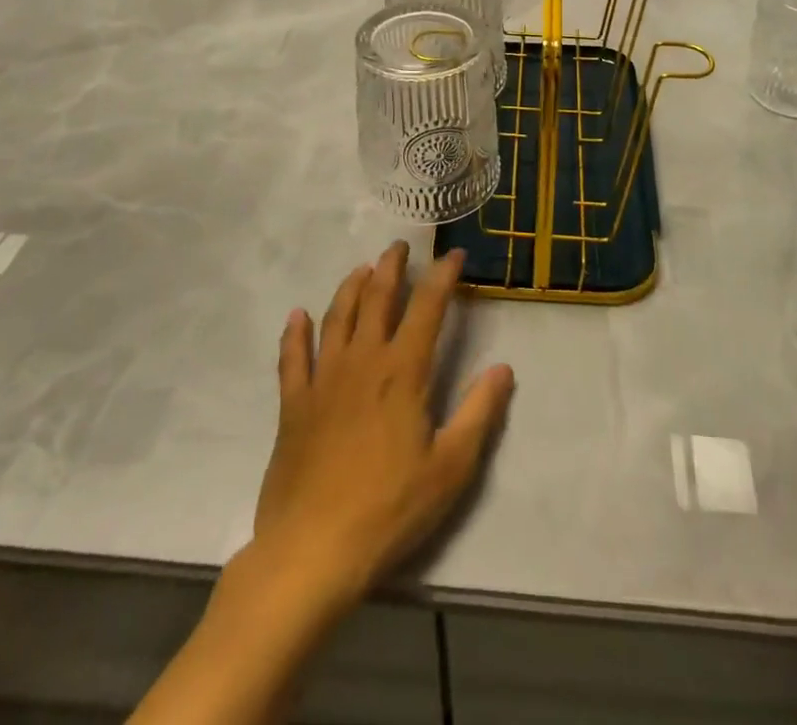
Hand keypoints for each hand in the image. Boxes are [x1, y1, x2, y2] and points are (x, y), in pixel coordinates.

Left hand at [251, 242, 515, 610]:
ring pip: (337, 317)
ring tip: (362, 269)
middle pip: (378, 299)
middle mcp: (363, 361)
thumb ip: (479, 412)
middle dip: (391, 267)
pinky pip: (292, 358)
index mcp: (403, 372)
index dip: (442, 277)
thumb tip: (504, 368)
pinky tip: (297, 315)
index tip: (453, 255)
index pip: (428, 308)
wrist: (312, 550)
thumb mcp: (451, 467)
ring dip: (351, 287)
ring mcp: (323, 380)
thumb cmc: (390, 509)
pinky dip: (295, 333)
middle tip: (400, 246)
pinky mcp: (293, 405)